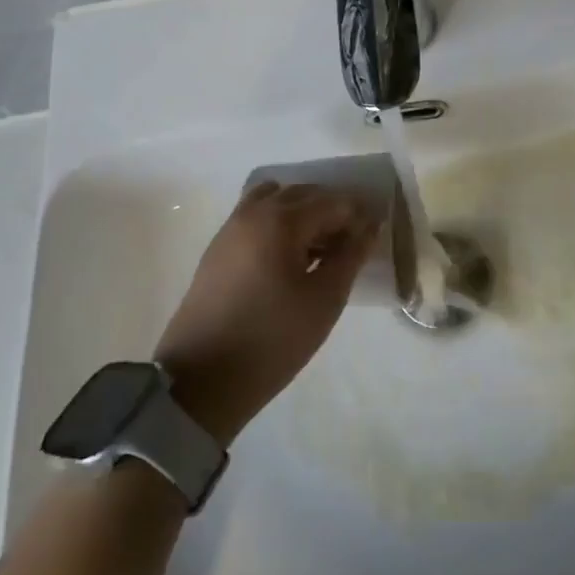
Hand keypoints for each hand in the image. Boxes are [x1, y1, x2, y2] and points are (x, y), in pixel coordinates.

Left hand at [154, 182, 381, 444]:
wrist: (201, 380)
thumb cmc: (272, 339)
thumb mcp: (324, 300)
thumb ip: (351, 255)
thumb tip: (369, 225)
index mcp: (281, 220)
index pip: (333, 202)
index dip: (358, 217)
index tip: (373, 241)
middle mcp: (253, 213)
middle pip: (303, 194)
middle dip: (332, 212)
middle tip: (350, 248)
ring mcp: (230, 228)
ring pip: (276, 200)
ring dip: (303, 215)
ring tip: (318, 252)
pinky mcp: (217, 248)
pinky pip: (255, 217)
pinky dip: (279, 223)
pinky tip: (289, 258)